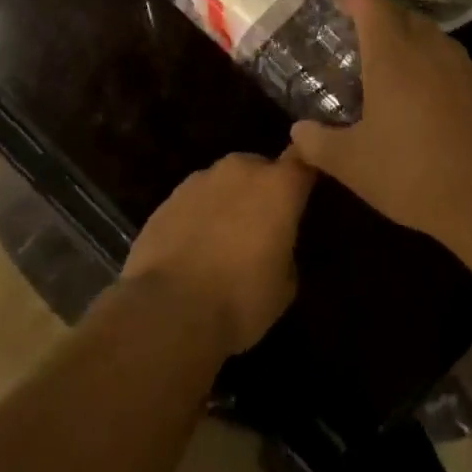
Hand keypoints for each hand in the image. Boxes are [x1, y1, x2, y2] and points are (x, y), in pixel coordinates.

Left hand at [122, 151, 314, 354]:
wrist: (168, 311)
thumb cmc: (240, 298)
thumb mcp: (285, 285)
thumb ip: (286, 250)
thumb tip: (275, 246)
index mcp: (278, 185)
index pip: (303, 160)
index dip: (305, 172)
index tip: (306, 189)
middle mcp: (240, 170)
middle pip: (259, 168)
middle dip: (262, 189)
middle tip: (261, 225)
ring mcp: (199, 181)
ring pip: (223, 183)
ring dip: (227, 201)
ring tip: (222, 240)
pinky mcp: (166, 200)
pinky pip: (193, 202)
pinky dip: (197, 217)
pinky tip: (191, 249)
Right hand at [290, 0, 471, 247]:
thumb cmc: (411, 173)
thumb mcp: (351, 164)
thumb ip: (317, 142)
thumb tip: (298, 131)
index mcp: (394, 55)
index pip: (372, 5)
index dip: (352, 1)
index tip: (337, 10)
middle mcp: (431, 49)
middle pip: (404, 14)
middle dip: (381, 21)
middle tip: (359, 45)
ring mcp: (465, 66)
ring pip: (433, 38)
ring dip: (411, 43)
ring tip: (393, 72)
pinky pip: (455, 64)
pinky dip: (436, 69)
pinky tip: (430, 103)